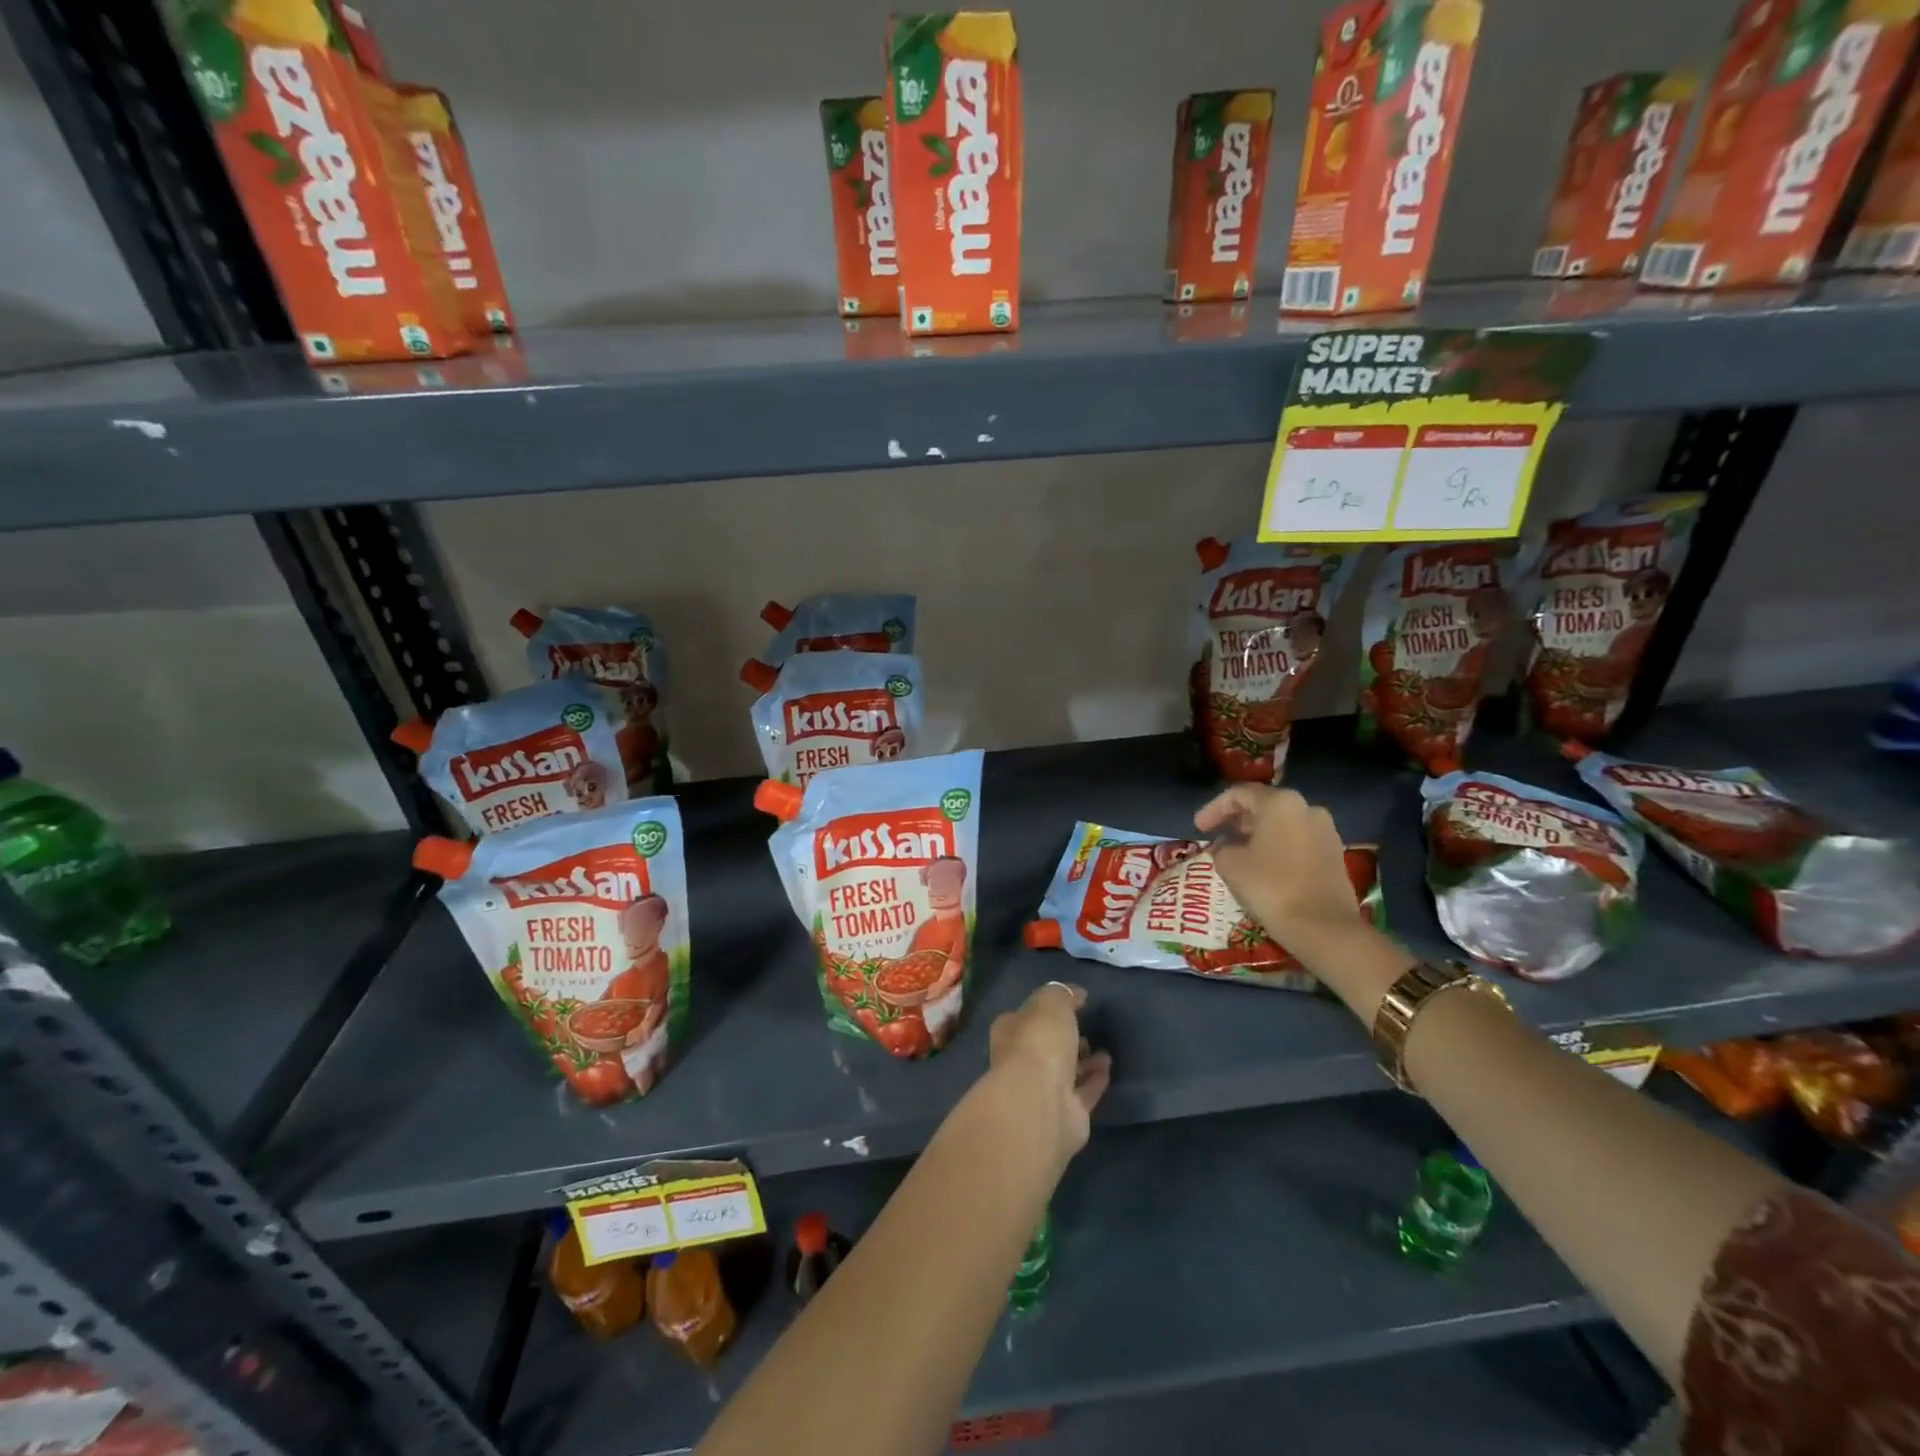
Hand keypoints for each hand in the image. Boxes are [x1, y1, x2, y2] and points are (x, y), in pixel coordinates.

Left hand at [987, 982, 1111, 1162]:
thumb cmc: (1039, 1042)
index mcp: (1009, 1032)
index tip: (1070, 1005)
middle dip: (1064, 1039)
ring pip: (1065, 1072)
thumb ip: (1062, 995)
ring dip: (1083, 1061)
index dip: (1045, 1011)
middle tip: (1086, 1029)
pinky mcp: (1066, 1115)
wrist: (1041, 1103)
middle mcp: (1021, 1062)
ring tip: (1103, 1050)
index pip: (1025, 1017)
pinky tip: (1109, 1067)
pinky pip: (1084, 1092)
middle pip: (1045, 1047)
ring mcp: (1043, 1091)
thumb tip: (1075, 993)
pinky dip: (1096, 1080)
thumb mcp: (1051, 1003)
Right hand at [1195, 784, 1362, 960]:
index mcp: (1280, 803)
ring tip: (1237, 852)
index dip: (1213, 809)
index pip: (1239, 794)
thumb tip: (1225, 847)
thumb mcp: (1230, 865)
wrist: (1323, 927)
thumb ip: (1221, 848)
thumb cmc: (1271, 887)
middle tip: (1216, 836)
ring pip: (1282, 823)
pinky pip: (1297, 840)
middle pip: (1264, 805)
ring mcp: (1325, 831)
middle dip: (1236, 820)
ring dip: (1257, 834)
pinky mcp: (1334, 854)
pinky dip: (1276, 846)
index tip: (1198, 828)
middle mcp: (1307, 808)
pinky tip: (1262, 865)